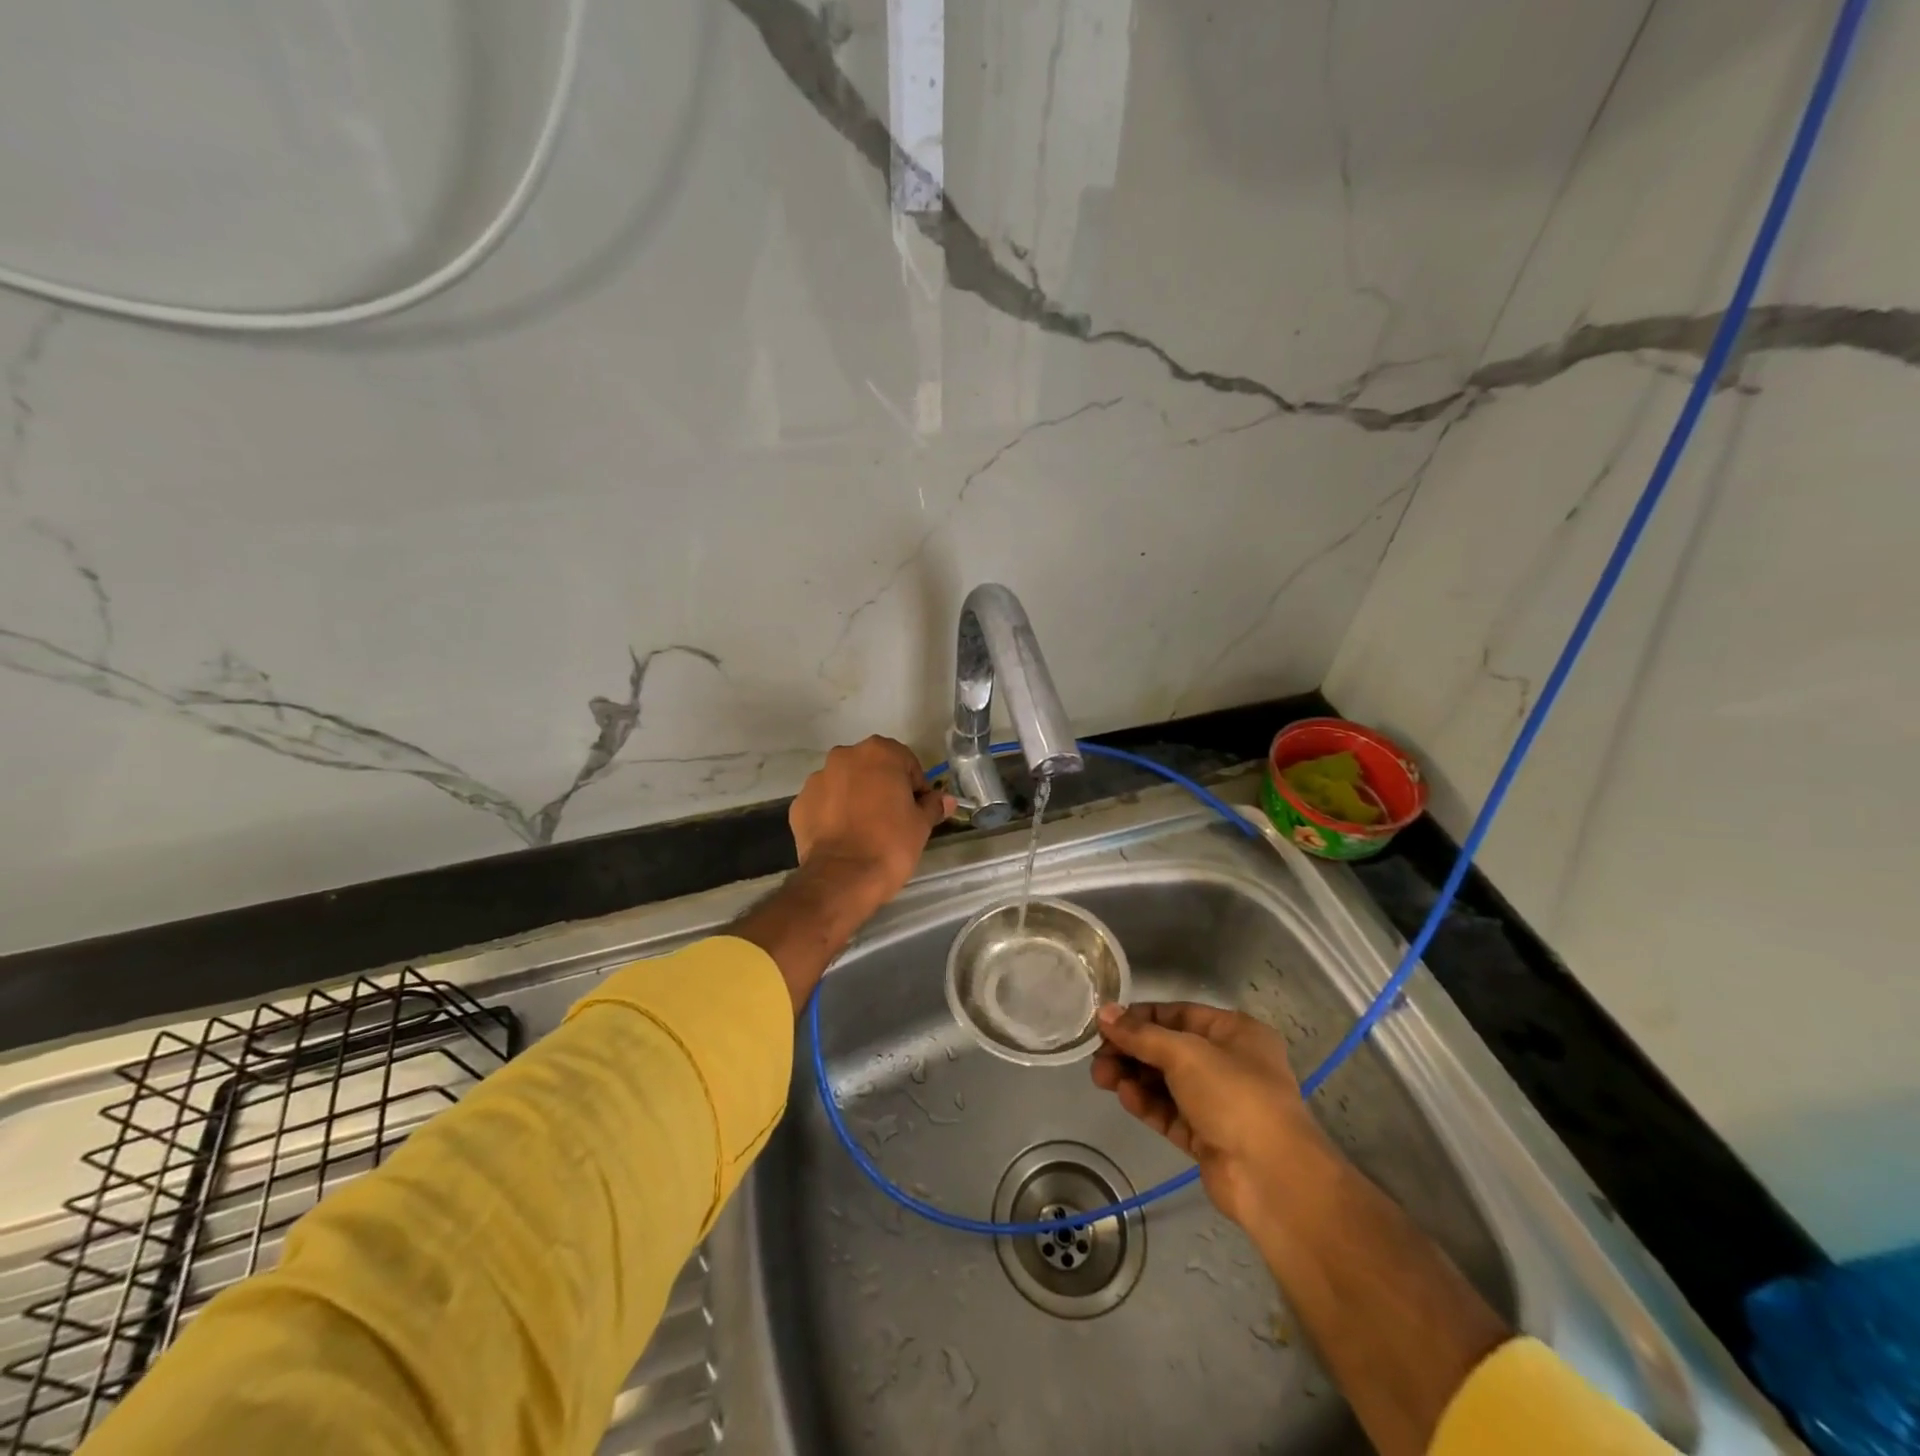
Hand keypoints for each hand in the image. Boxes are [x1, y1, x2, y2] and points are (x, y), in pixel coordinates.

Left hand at [789, 736, 953, 909]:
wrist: (842, 878)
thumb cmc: (890, 844)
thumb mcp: (921, 825)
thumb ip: (933, 805)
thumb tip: (946, 799)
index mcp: (879, 753)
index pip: (906, 763)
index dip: (915, 787)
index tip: (917, 810)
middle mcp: (844, 756)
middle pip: (872, 768)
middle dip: (883, 787)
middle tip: (893, 819)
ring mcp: (817, 779)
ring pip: (845, 784)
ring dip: (856, 798)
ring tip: (865, 830)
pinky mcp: (799, 804)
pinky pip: (824, 803)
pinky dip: (833, 814)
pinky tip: (843, 837)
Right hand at [1092, 1001, 1326, 1232]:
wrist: (1271, 1177)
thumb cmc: (1234, 1094)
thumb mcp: (1184, 1053)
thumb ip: (1141, 1034)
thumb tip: (1105, 1013)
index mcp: (1235, 1032)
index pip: (1179, 1014)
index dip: (1141, 1016)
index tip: (1106, 1022)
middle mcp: (1229, 1063)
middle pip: (1169, 1049)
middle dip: (1132, 1050)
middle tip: (1097, 1055)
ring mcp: (1219, 1103)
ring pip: (1166, 1082)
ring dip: (1134, 1077)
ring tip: (1101, 1076)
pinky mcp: (1207, 1137)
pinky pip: (1170, 1113)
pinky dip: (1147, 1103)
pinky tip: (1124, 1096)